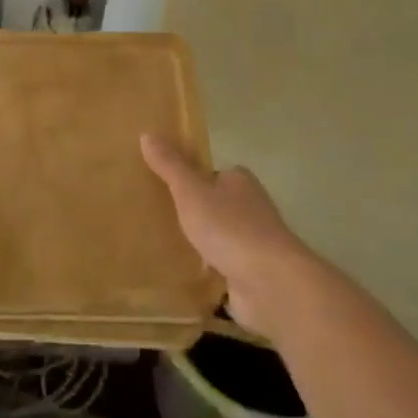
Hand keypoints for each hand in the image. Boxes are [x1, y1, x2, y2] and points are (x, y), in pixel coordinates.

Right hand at [140, 135, 313, 335]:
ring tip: (165, 248)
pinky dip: (209, 272)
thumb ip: (170, 166)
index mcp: (240, 182)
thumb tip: (147, 133)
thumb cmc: (230, 228)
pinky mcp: (253, 275)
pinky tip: (186, 278)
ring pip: (221, 238)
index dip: (192, 180)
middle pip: (217, 205)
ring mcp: (254, 244)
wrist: (270, 283)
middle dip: (195, 213)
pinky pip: (224, 268)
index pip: (213, 174)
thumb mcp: (191, 192)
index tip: (165, 189)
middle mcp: (251, 209)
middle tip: (159, 219)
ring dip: (202, 244)